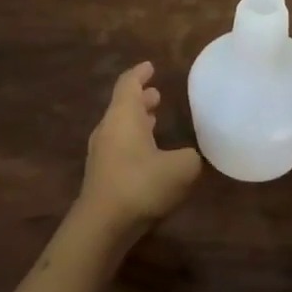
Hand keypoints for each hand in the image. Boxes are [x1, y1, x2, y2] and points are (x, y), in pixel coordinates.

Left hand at [79, 62, 202, 234]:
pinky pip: (119, 146)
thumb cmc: (141, 184)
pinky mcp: (101, 174)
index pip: (129, 84)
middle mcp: (108, 128)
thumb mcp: (181, 168)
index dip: (140, 73)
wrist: (103, 224)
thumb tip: (189, 156)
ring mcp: (101, 152)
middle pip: (123, 105)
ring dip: (137, 120)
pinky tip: (148, 153)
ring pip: (120, 126)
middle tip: (157, 94)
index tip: (150, 66)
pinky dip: (133, 141)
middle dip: (141, 98)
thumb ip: (190, 156)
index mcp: (124, 116)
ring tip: (154, 119)